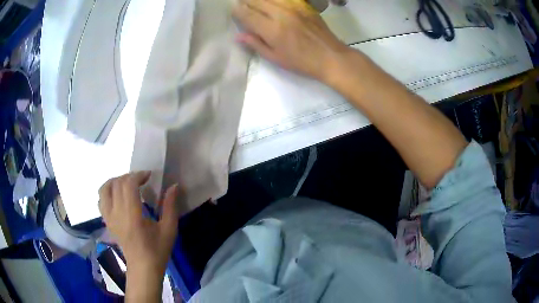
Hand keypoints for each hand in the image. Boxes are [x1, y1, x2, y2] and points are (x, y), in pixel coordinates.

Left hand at [98, 172, 179, 283]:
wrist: (143, 267)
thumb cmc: (157, 250)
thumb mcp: (169, 229)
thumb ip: (170, 206)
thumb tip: (174, 186)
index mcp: (132, 216)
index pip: (128, 185)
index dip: (138, 175)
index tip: (149, 176)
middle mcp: (117, 214)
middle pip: (117, 184)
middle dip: (129, 177)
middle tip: (141, 180)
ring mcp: (109, 218)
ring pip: (104, 189)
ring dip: (115, 181)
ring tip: (126, 184)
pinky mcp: (107, 221)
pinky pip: (101, 200)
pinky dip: (107, 192)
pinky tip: (117, 195)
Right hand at [233, 0, 346, 81]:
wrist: (330, 56)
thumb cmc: (301, 62)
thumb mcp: (275, 58)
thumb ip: (256, 44)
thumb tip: (238, 35)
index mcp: (272, 29)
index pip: (248, 15)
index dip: (238, 12)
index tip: (233, 10)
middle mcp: (281, 14)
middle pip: (257, 1)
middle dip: (246, 2)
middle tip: (241, 4)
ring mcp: (294, 7)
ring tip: (254, 2)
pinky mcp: (303, 5)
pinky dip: (275, 0)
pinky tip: (272, 3)